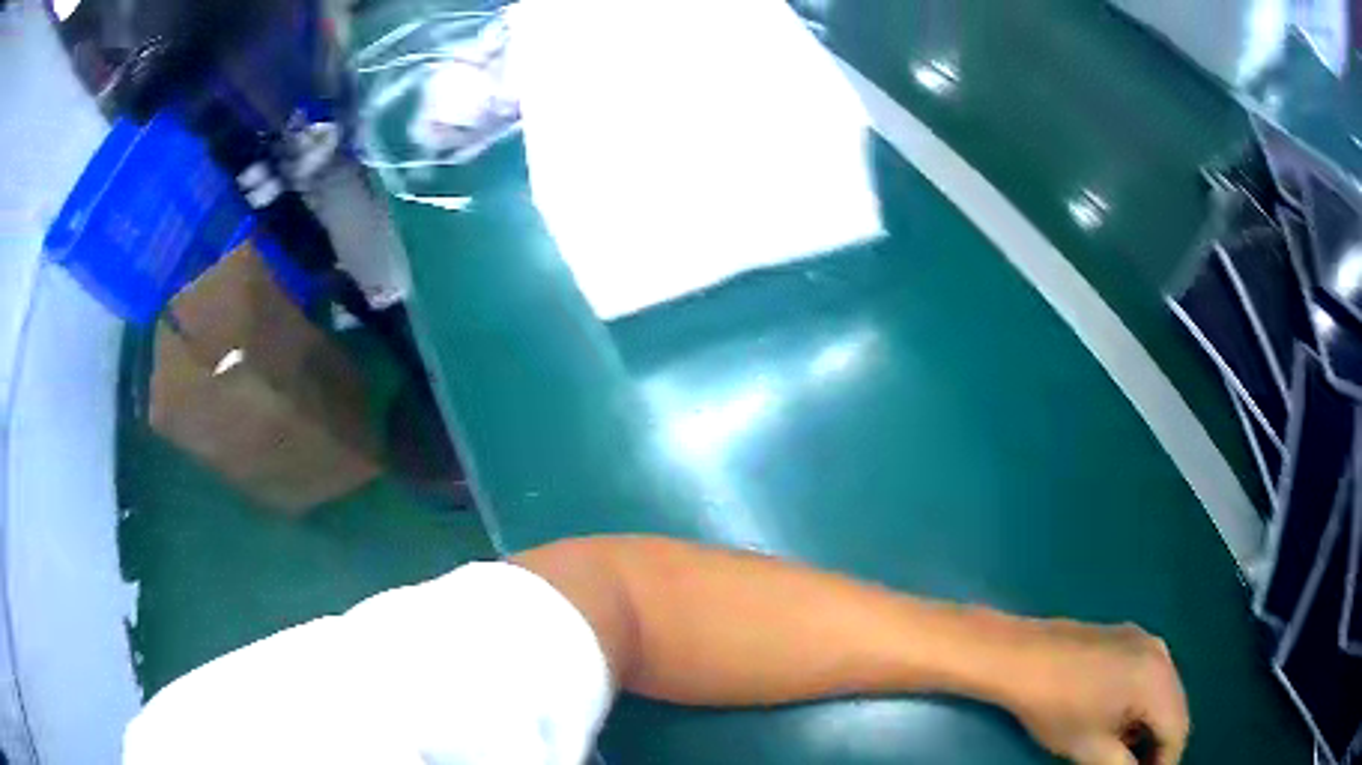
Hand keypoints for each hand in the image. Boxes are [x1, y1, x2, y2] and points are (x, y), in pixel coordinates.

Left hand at [1003, 620, 1189, 764]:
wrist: (1021, 656)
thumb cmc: (1057, 706)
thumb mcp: (1091, 748)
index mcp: (1158, 678)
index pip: (1178, 729)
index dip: (1166, 761)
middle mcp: (1161, 653)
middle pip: (1174, 708)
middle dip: (1159, 743)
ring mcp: (1145, 640)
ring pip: (1162, 691)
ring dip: (1150, 724)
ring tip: (1125, 753)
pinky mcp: (1127, 637)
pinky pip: (1148, 675)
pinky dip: (1141, 703)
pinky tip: (1118, 722)